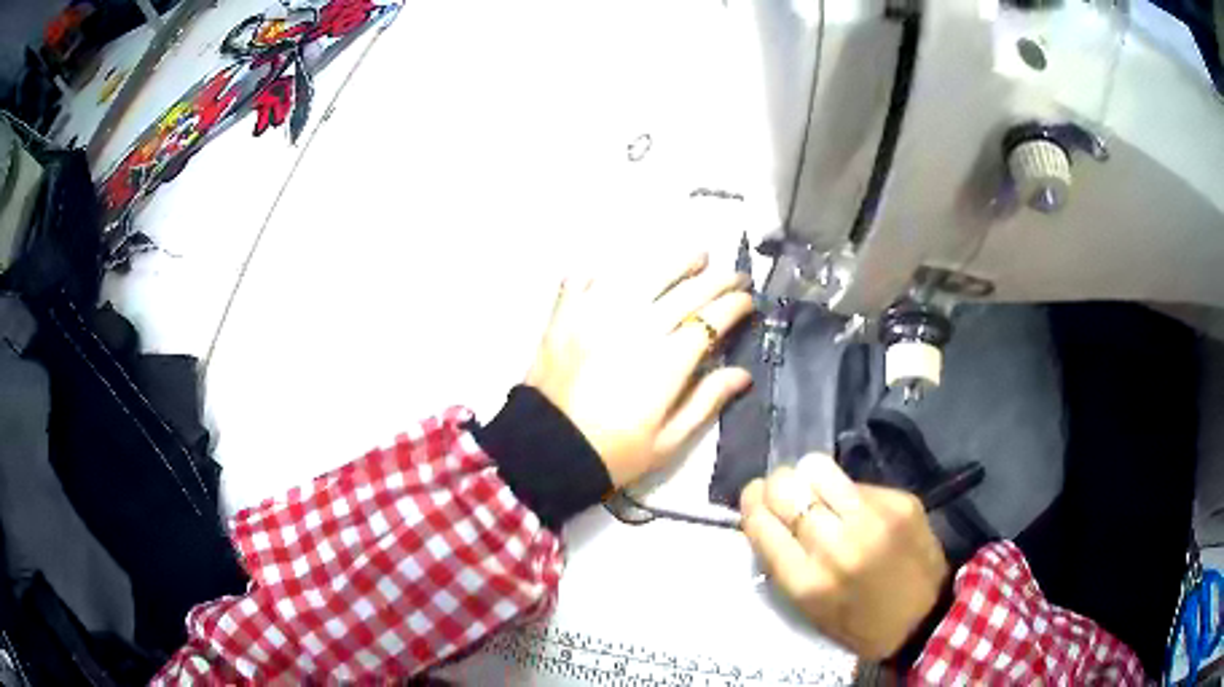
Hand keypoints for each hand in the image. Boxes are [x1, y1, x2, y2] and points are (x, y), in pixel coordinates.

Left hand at [526, 252, 753, 486]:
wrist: (546, 451)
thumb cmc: (613, 453)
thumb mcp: (668, 441)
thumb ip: (706, 402)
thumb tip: (742, 374)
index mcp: (666, 362)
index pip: (711, 319)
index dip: (735, 306)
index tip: (748, 300)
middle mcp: (637, 328)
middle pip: (685, 292)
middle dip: (717, 279)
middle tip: (734, 274)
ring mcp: (598, 316)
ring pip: (643, 275)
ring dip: (674, 262)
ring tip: (695, 256)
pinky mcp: (566, 316)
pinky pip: (588, 280)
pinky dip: (605, 272)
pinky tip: (620, 271)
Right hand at [740, 454, 948, 659]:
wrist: (925, 618)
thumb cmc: (859, 624)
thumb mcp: (808, 609)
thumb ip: (784, 563)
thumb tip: (768, 516)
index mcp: (806, 581)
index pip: (760, 520)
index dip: (752, 503)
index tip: (757, 501)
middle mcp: (836, 545)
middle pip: (785, 486)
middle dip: (778, 486)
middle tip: (787, 496)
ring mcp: (871, 519)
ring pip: (818, 467)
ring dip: (810, 478)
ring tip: (820, 493)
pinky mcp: (899, 501)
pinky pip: (856, 481)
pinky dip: (848, 491)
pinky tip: (859, 509)